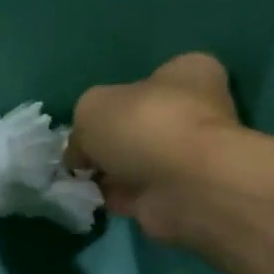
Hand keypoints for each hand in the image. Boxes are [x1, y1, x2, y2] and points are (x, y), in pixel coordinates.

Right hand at [68, 53, 242, 246]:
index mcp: (187, 74)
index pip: (150, 79)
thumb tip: (80, 155)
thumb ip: (81, 127)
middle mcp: (194, 111)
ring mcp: (186, 156)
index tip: (91, 120)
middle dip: (108, 141)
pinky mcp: (176, 193)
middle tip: (80, 154)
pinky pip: (134, 192)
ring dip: (108, 172)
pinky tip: (90, 198)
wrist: (184, 185)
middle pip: (139, 124)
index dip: (115, 99)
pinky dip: (112, 197)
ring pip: (135, 161)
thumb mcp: (91, 108)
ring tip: (78, 180)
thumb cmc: (144, 126)